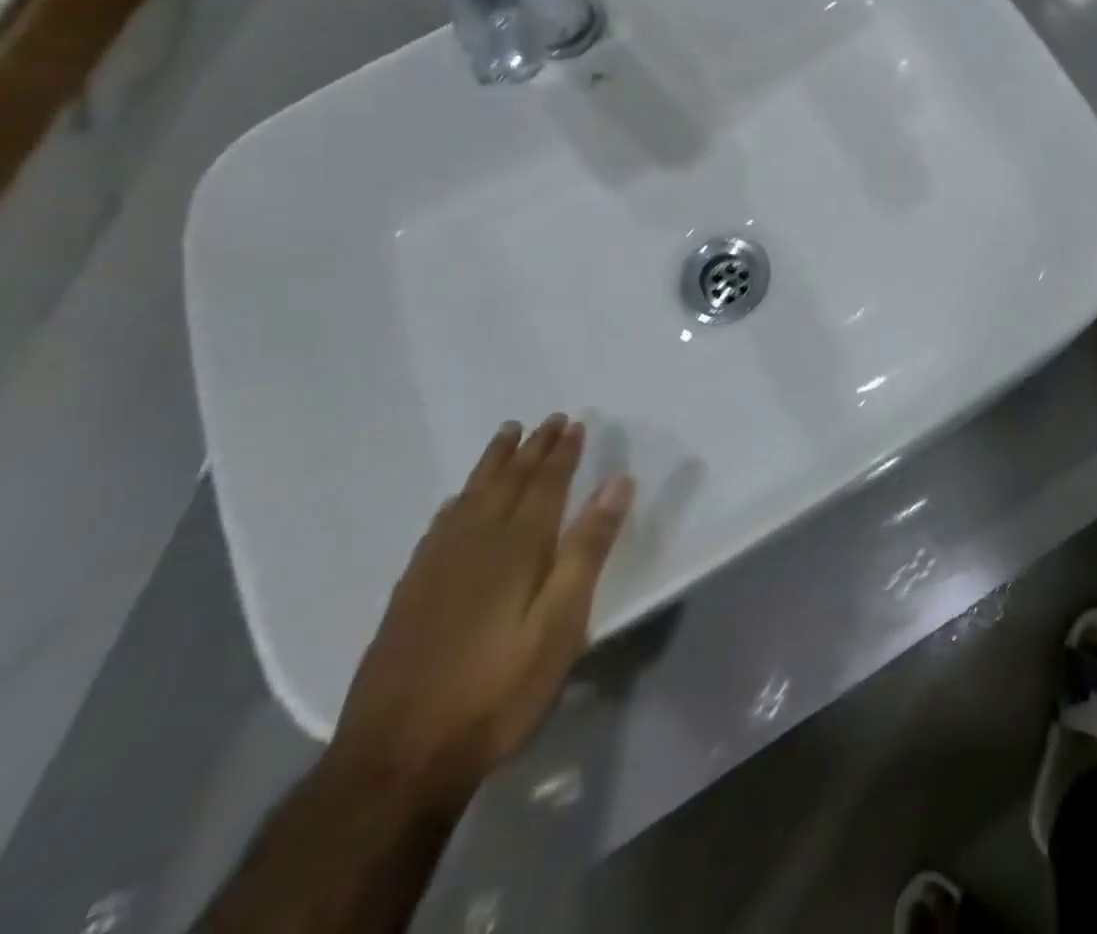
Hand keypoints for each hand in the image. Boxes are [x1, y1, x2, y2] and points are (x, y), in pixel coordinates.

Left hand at [329, 415, 634, 819]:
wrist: (396, 760)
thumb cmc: (498, 691)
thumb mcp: (561, 624)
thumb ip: (588, 550)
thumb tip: (617, 483)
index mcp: (516, 548)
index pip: (546, 484)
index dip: (562, 453)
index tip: (575, 423)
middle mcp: (474, 544)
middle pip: (507, 483)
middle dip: (530, 449)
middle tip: (546, 419)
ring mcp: (436, 569)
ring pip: (469, 498)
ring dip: (492, 465)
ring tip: (506, 437)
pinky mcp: (410, 595)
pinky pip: (438, 527)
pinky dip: (454, 504)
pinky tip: (455, 502)